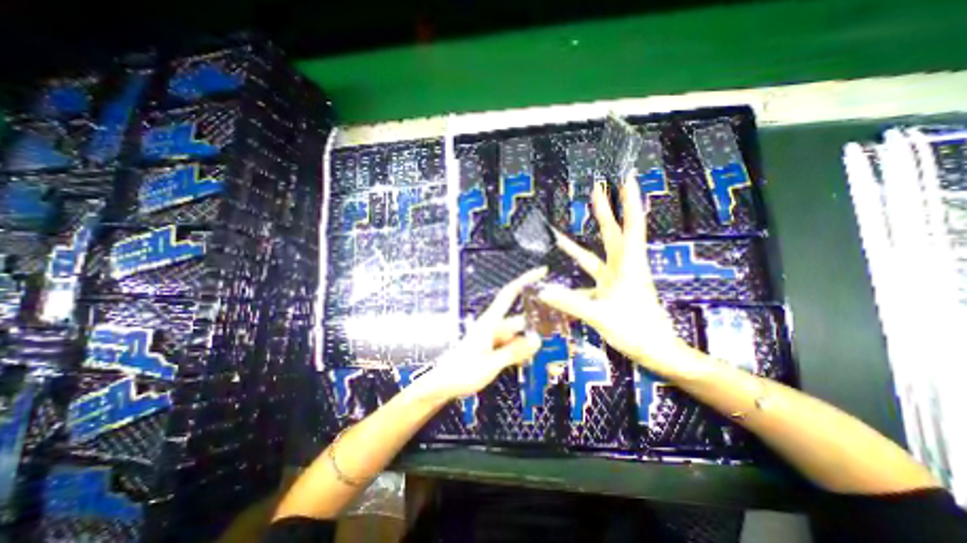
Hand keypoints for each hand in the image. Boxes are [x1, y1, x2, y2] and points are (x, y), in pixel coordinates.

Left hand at [415, 266, 545, 399]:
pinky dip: (520, 353)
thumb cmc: (462, 371)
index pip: (509, 293)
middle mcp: (493, 326)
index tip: (542, 271)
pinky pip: (511, 346)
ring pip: (517, 336)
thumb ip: (514, 351)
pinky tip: (527, 363)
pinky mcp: (492, 348)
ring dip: (528, 346)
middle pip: (519, 321)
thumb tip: (537, 340)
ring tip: (539, 360)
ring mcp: (493, 338)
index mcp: (490, 321)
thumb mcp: (491, 363)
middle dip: (536, 329)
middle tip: (555, 338)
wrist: (442, 385)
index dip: (526, 280)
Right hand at [541, 174, 700, 376]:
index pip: (631, 227)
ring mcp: (617, 278)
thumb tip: (543, 291)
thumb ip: (570, 303)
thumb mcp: (600, 316)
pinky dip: (579, 270)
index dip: (629, 202)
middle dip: (606, 211)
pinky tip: (565, 273)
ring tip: (560, 235)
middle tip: (597, 190)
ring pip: (600, 253)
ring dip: (582, 244)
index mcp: (629, 266)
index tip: (626, 180)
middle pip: (614, 233)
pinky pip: (593, 273)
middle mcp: (624, 267)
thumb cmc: (636, 331)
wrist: (655, 351)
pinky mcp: (612, 289)